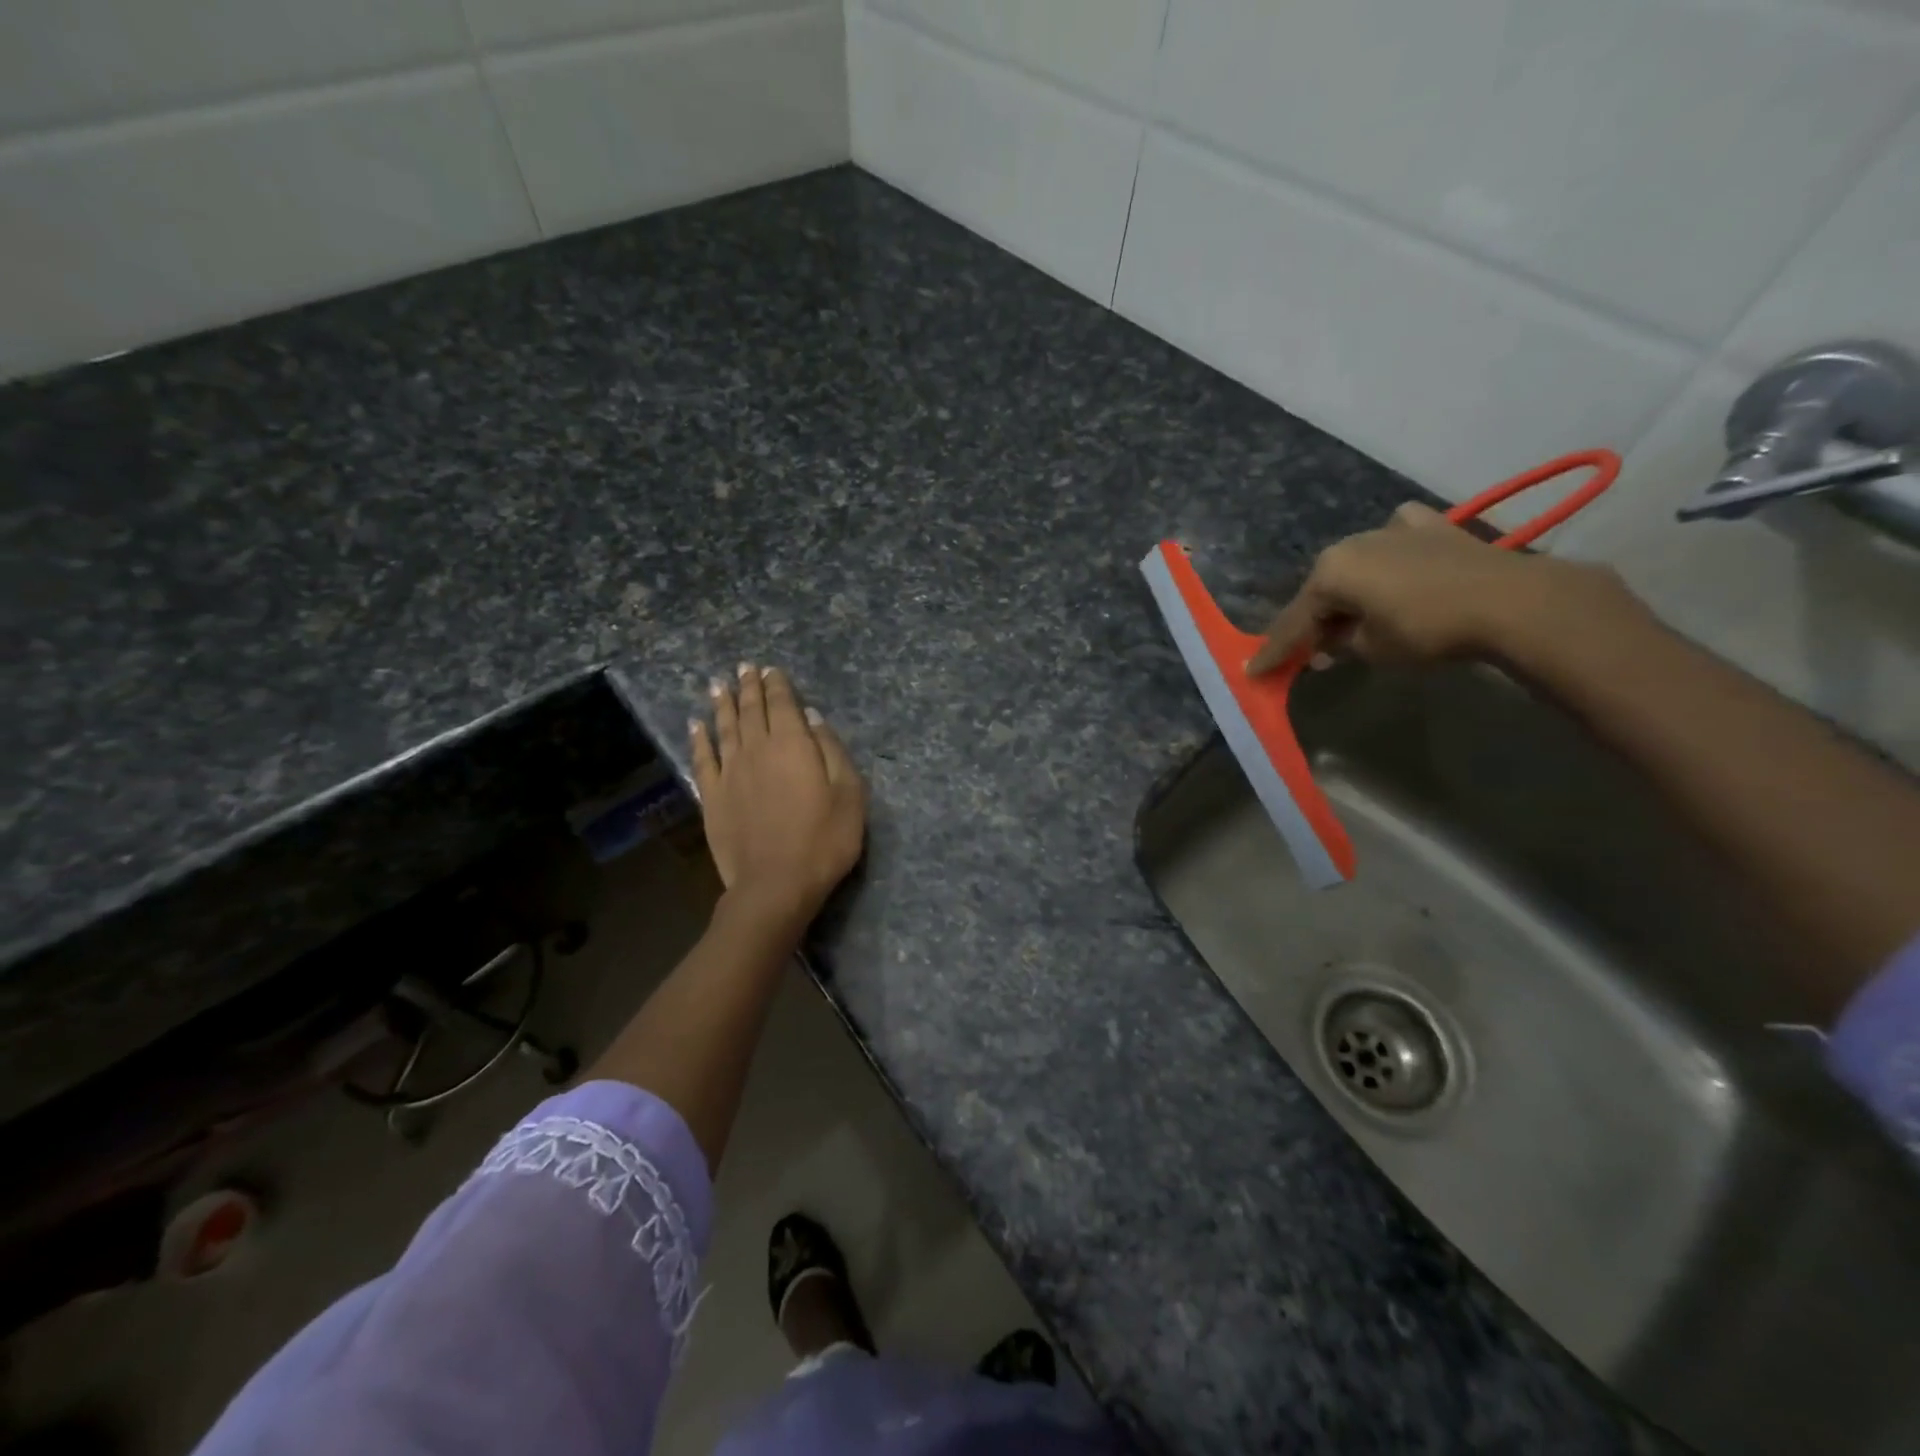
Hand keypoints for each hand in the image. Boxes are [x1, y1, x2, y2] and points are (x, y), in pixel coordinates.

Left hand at [690, 664, 866, 924]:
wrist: (775, 884)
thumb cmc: (824, 840)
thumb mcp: (848, 793)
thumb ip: (831, 750)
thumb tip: (813, 717)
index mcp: (792, 744)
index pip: (782, 704)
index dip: (776, 684)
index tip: (770, 669)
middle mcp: (756, 749)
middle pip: (751, 710)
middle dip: (749, 687)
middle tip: (744, 667)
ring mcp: (730, 773)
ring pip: (724, 728)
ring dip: (722, 704)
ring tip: (719, 684)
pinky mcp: (712, 797)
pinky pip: (702, 759)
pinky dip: (698, 738)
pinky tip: (695, 725)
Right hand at [1246, 503, 1625, 674]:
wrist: (1509, 600)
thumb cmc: (1428, 629)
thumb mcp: (1372, 649)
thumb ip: (1341, 643)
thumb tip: (1332, 640)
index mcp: (1329, 573)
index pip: (1293, 622)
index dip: (1274, 651)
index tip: (1254, 671)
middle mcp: (1352, 543)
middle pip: (1323, 590)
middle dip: (1315, 620)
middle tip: (1313, 651)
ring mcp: (1392, 529)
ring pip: (1356, 566)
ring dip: (1350, 592)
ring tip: (1354, 617)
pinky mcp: (1431, 526)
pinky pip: (1396, 540)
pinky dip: (1389, 554)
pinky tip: (1396, 562)